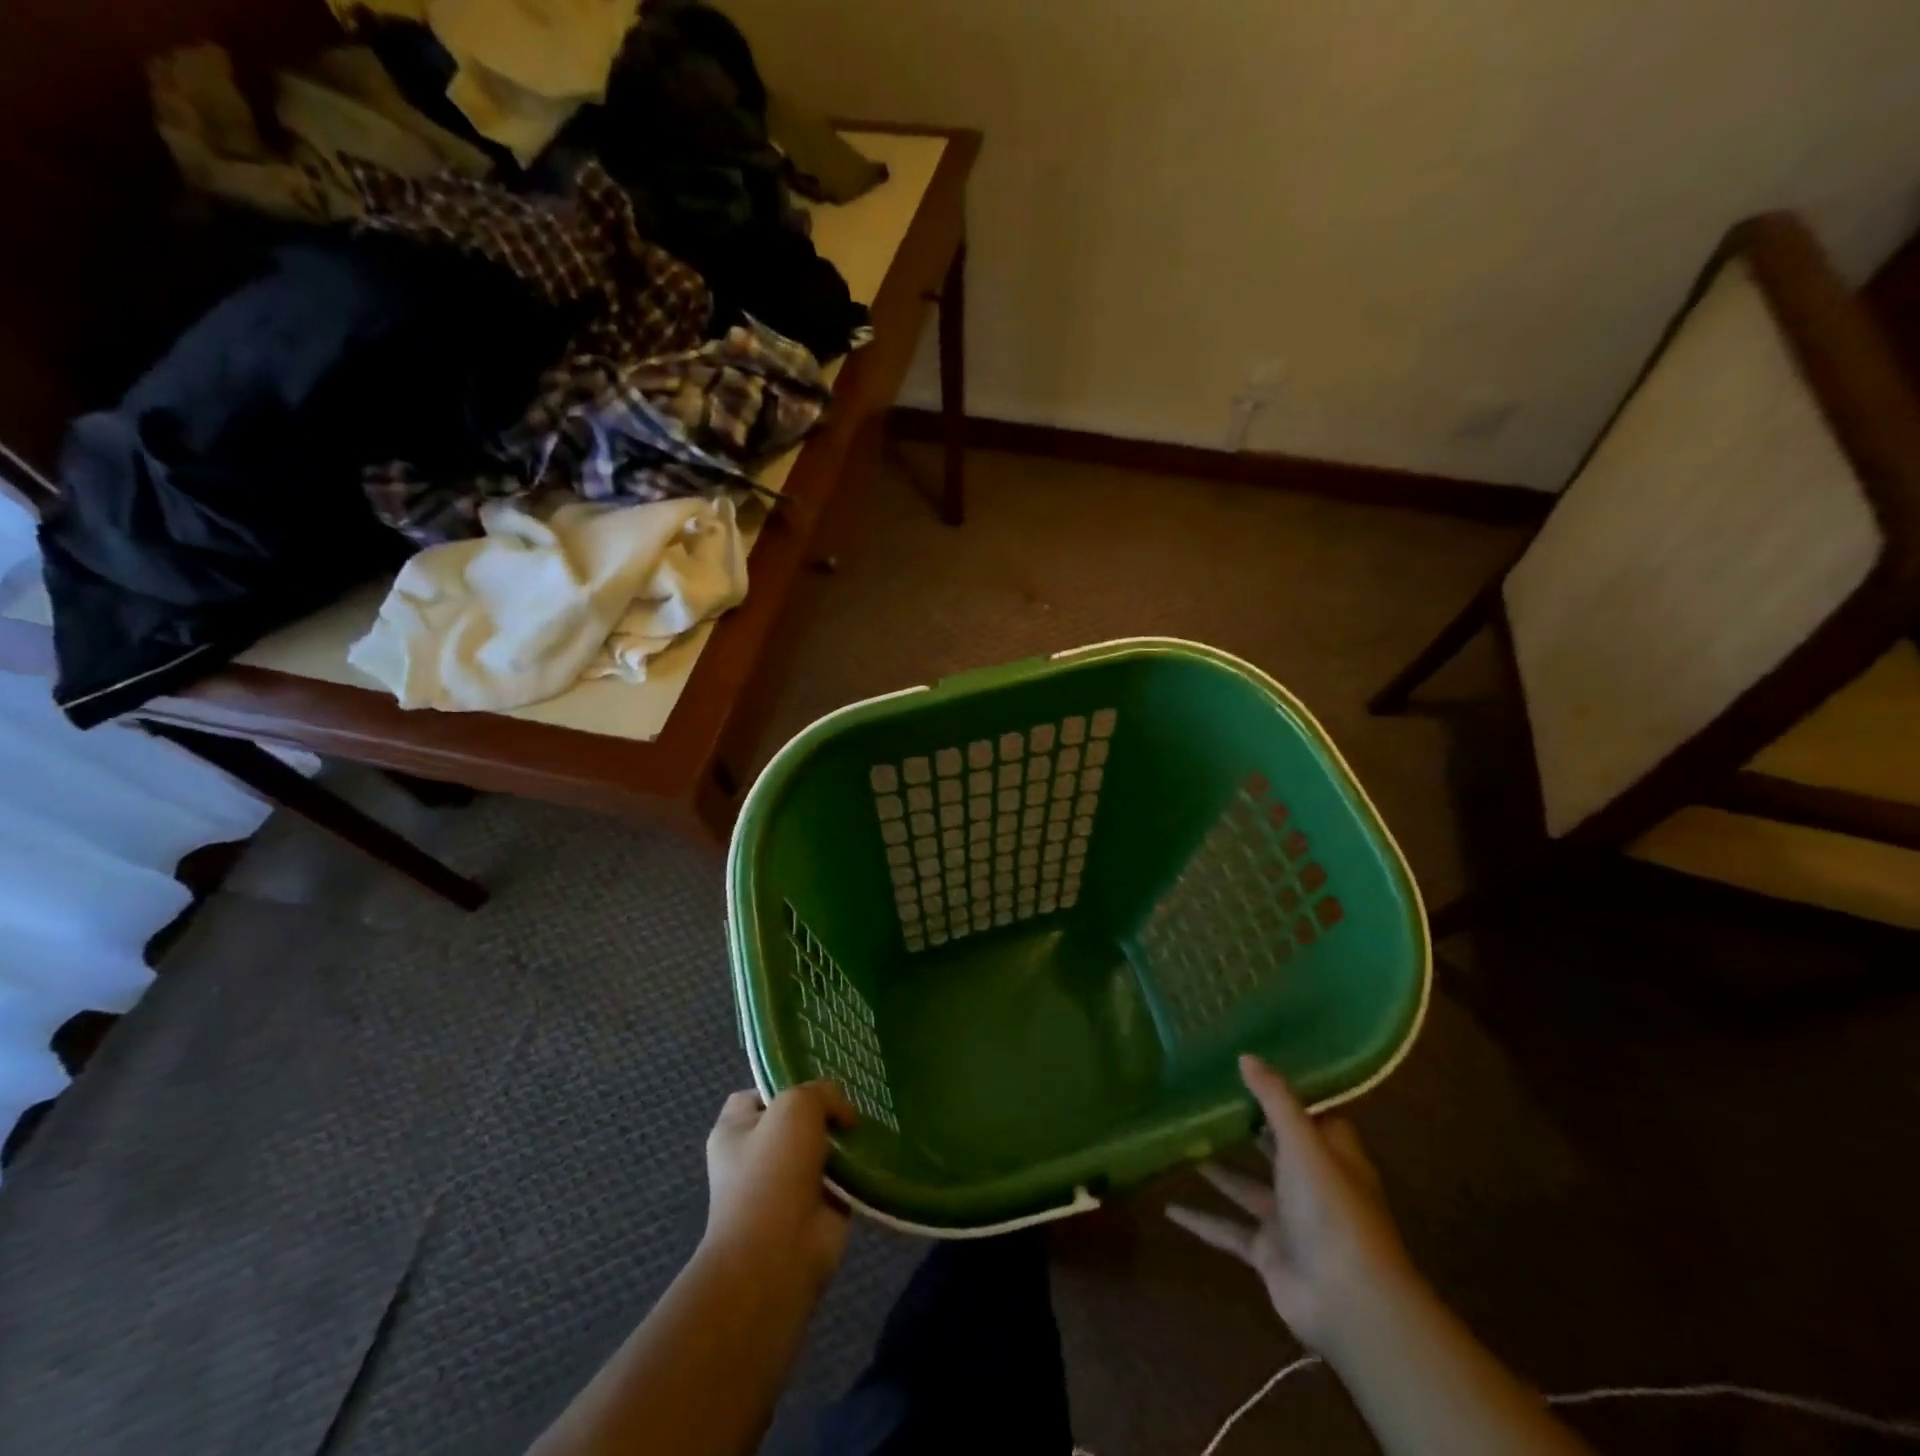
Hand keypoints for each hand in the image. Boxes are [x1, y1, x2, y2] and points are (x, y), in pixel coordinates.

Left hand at [702, 1082, 857, 1292]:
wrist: (779, 1254)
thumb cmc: (773, 1170)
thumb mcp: (796, 1105)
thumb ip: (822, 1093)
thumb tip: (844, 1116)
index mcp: (734, 1131)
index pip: (756, 1094)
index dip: (786, 1083)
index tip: (818, 1079)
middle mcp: (756, 1157)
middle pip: (796, 1120)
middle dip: (825, 1111)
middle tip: (855, 1098)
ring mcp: (786, 1186)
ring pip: (822, 1148)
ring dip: (845, 1141)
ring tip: (873, 1122)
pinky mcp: (817, 1210)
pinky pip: (842, 1178)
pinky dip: (859, 1169)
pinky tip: (880, 1152)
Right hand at [1168, 1054, 1412, 1352]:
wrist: (1346, 1300)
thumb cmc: (1331, 1209)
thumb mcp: (1302, 1142)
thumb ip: (1274, 1099)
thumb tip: (1246, 1055)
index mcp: (1332, 1155)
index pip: (1312, 1115)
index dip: (1286, 1094)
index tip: (1250, 1070)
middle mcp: (1312, 1183)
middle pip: (1275, 1148)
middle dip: (1245, 1127)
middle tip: (1203, 1097)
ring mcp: (1289, 1219)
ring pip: (1246, 1185)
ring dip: (1216, 1168)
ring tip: (1179, 1140)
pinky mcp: (1268, 1251)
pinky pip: (1228, 1229)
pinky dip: (1201, 1220)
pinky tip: (1168, 1208)